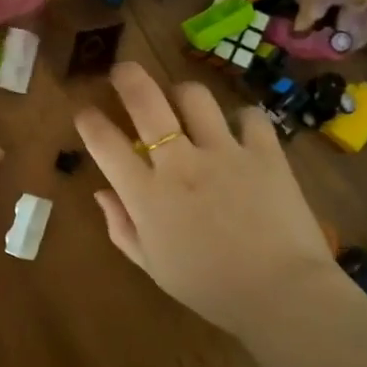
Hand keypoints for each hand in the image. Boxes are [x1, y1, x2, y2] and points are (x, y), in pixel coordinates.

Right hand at [74, 62, 340, 336]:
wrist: (281, 294)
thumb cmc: (209, 288)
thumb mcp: (153, 266)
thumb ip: (122, 227)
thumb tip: (103, 193)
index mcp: (147, 195)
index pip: (104, 144)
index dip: (88, 121)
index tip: (84, 113)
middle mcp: (180, 163)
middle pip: (146, 101)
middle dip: (127, 77)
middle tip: (122, 71)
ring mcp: (224, 152)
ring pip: (195, 97)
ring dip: (182, 93)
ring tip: (182, 100)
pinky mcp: (264, 152)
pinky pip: (249, 115)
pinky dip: (241, 118)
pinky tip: (239, 130)